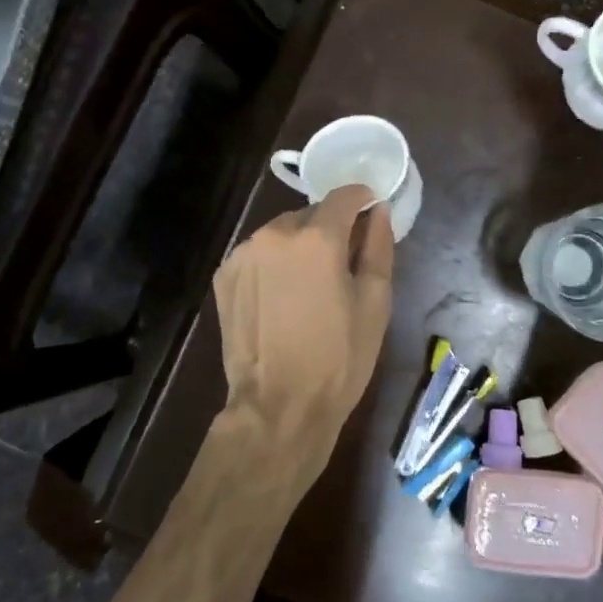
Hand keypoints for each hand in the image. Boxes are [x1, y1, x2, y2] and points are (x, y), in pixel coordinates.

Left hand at [211, 184, 394, 500]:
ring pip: (280, 234)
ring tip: (307, 287)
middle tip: (341, 265)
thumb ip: (378, 247)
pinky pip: (257, 255)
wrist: (278, 406)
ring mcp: (243, 254)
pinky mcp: (224, 276)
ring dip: (298, 247)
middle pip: (310, 214)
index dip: (361, 199)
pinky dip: (272, 265)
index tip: (370, 212)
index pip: (343, 195)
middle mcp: (274, 234)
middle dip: (329, 230)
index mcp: (316, 238)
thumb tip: (377, 212)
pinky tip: (280, 299)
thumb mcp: (375, 303)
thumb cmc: (339, 358)